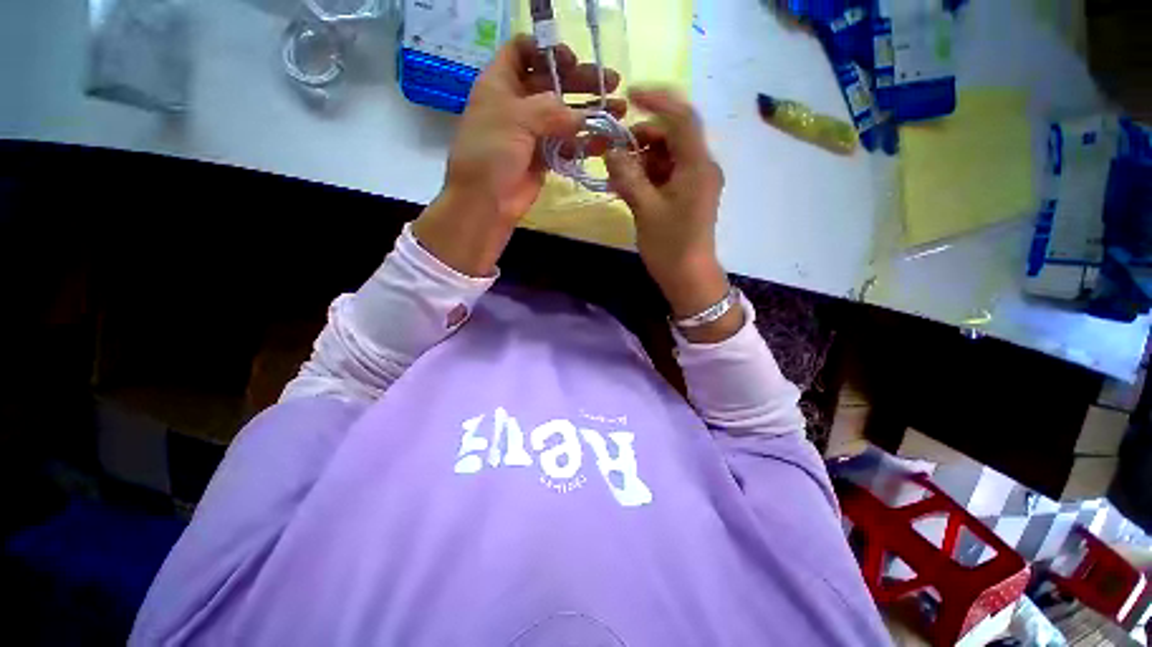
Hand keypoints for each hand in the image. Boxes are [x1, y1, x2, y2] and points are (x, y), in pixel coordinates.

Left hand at [413, 36, 621, 277]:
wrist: (486, 202)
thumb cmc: (491, 153)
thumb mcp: (516, 119)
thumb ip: (551, 110)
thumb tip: (581, 116)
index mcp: (502, 83)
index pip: (523, 51)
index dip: (548, 50)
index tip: (572, 59)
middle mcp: (518, 104)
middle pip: (552, 83)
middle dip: (581, 81)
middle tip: (611, 84)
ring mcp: (532, 132)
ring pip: (564, 115)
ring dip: (590, 113)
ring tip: (617, 111)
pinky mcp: (544, 157)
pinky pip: (568, 144)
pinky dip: (585, 143)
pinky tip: (604, 142)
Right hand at [605, 89, 740, 341]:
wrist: (689, 277)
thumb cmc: (670, 246)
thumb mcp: (645, 210)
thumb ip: (627, 177)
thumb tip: (611, 152)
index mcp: (697, 166)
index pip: (682, 117)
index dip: (656, 101)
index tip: (629, 96)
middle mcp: (700, 167)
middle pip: (672, 136)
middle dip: (642, 138)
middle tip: (615, 151)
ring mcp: (695, 181)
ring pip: (667, 155)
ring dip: (642, 158)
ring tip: (617, 175)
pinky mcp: (687, 195)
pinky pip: (667, 173)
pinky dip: (647, 174)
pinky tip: (628, 186)